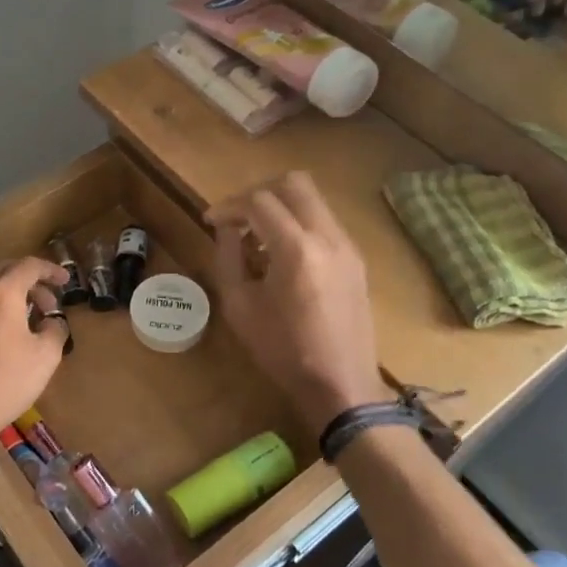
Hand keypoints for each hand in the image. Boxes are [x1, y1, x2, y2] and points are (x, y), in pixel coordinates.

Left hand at [0, 258, 68, 448]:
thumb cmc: (4, 383)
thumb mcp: (45, 358)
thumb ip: (55, 330)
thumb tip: (52, 321)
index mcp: (1, 293)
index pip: (28, 266)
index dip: (50, 270)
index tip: (65, 281)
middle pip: (1, 271)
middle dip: (28, 280)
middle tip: (46, 302)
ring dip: (2, 292)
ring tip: (17, 314)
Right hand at [206, 173, 388, 436]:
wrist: (341, 383)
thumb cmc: (283, 351)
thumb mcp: (240, 306)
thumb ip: (228, 258)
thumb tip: (227, 229)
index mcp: (296, 249)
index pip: (258, 202)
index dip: (229, 206)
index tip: (211, 221)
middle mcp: (327, 236)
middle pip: (293, 183)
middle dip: (259, 192)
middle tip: (238, 217)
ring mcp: (347, 245)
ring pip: (313, 199)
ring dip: (281, 207)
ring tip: (258, 237)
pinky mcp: (356, 258)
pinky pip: (324, 221)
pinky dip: (299, 223)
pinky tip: (282, 254)